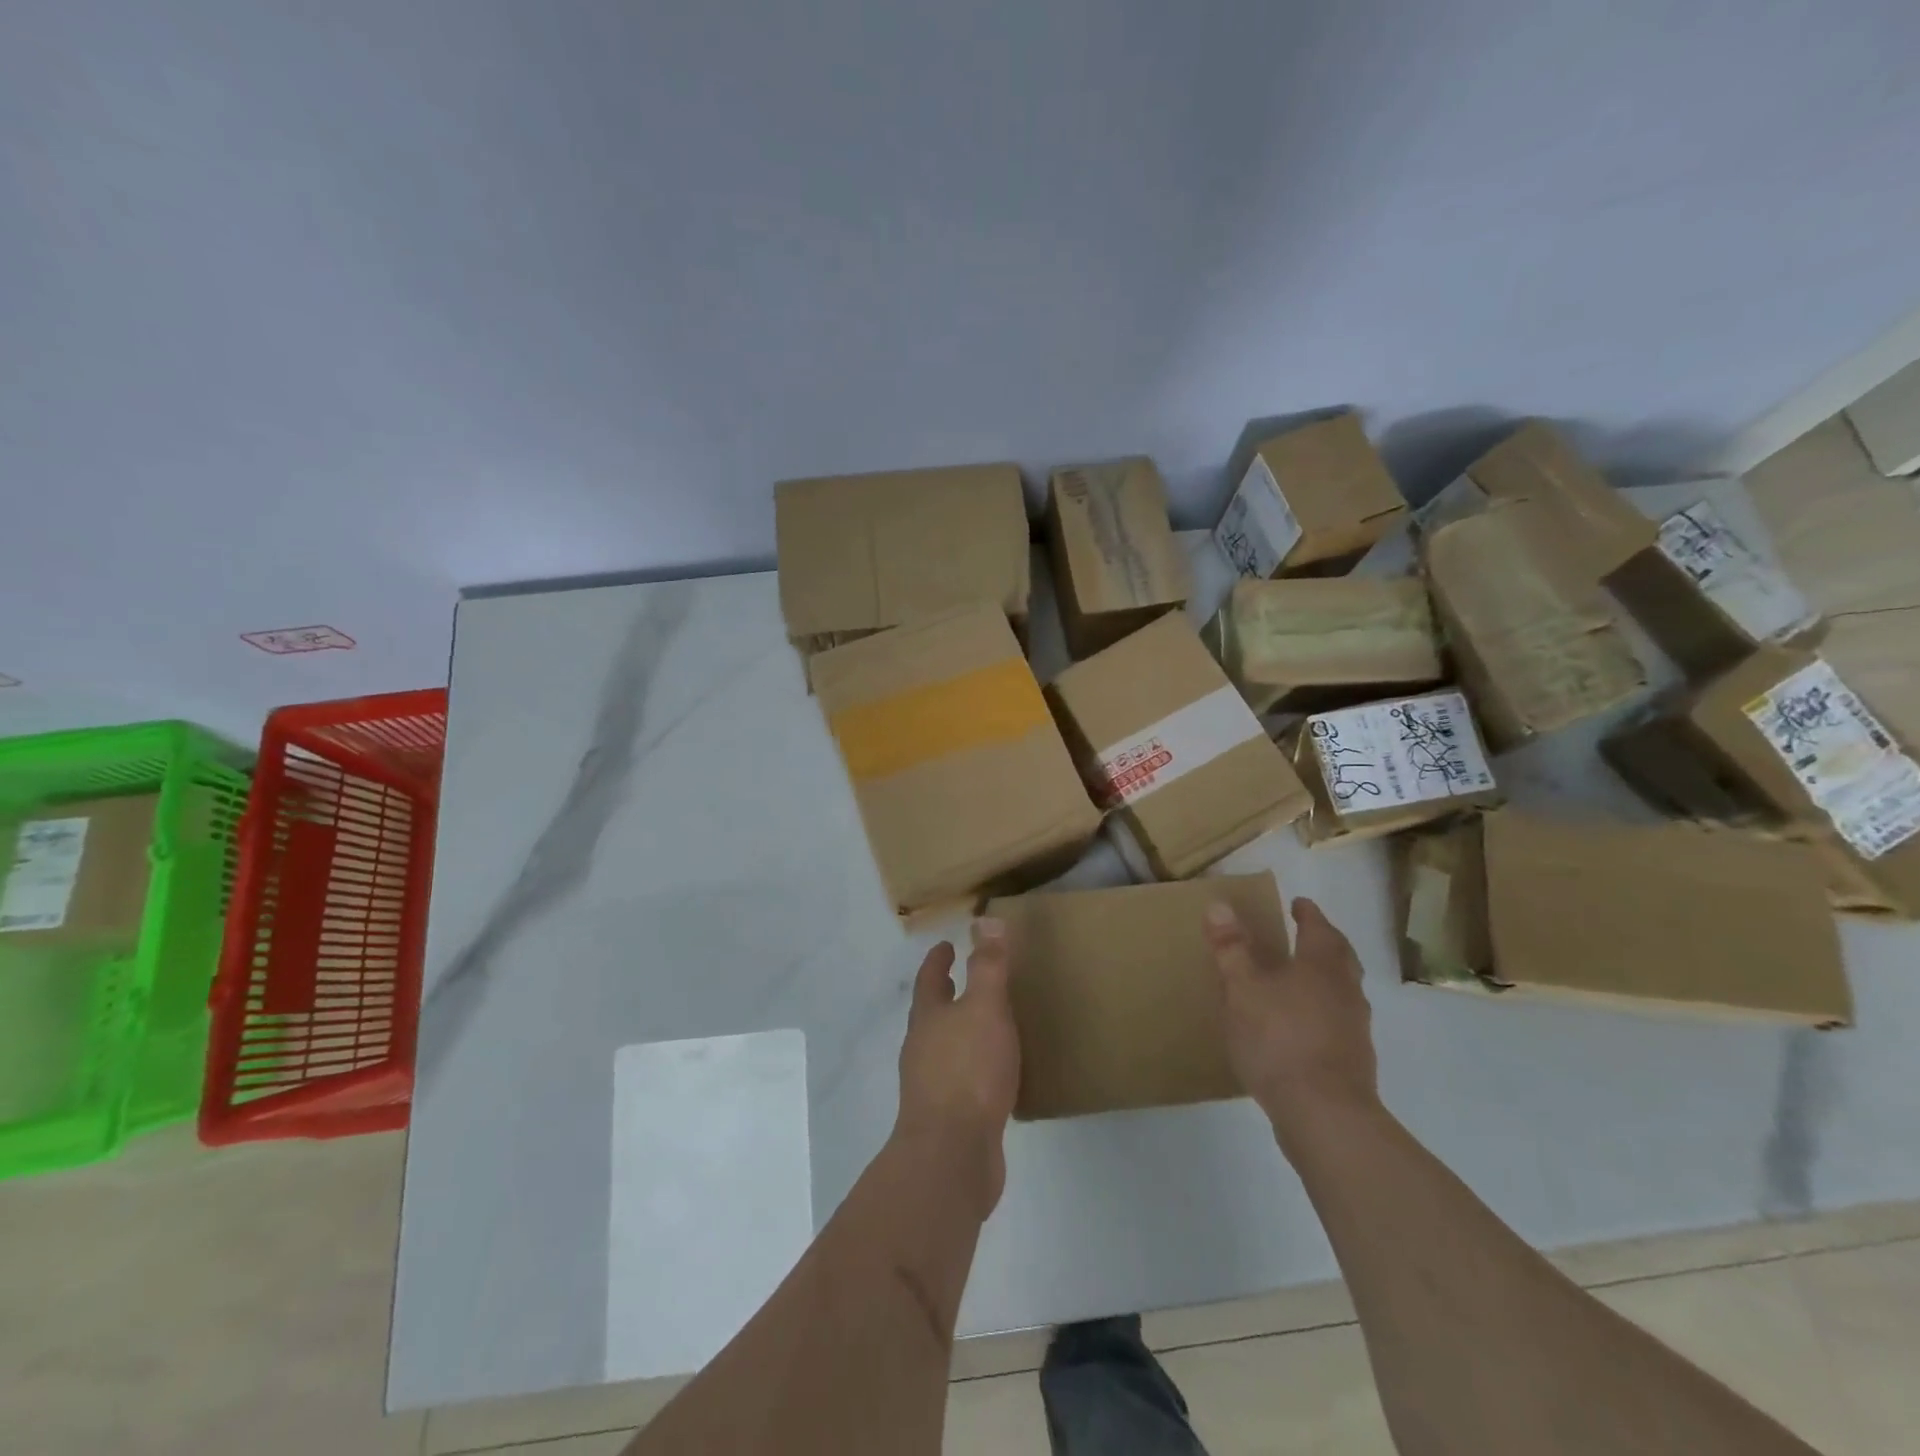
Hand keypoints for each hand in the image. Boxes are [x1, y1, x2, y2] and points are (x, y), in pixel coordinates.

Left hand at [893, 918, 1020, 1216]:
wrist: (952, 1154)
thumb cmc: (968, 1071)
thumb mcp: (985, 1008)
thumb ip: (987, 966)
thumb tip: (984, 918)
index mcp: (928, 1018)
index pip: (929, 979)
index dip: (937, 960)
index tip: (945, 945)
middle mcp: (923, 1048)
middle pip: (931, 1013)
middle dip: (946, 995)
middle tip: (964, 980)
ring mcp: (932, 1085)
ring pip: (945, 1047)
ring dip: (960, 1031)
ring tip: (986, 1024)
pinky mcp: (948, 1118)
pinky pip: (962, 1081)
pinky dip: (975, 1067)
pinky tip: (997, 1076)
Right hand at [1207, 897, 1379, 1145]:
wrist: (1324, 1114)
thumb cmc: (1279, 1039)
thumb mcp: (1243, 989)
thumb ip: (1231, 948)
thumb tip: (1219, 905)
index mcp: (1321, 966)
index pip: (1319, 929)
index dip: (1308, 914)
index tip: (1299, 903)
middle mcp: (1345, 991)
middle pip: (1341, 957)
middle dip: (1325, 941)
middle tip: (1307, 933)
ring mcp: (1354, 1029)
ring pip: (1343, 991)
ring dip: (1326, 978)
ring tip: (1300, 980)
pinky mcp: (1353, 1062)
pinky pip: (1338, 1022)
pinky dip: (1323, 1012)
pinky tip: (1301, 1026)